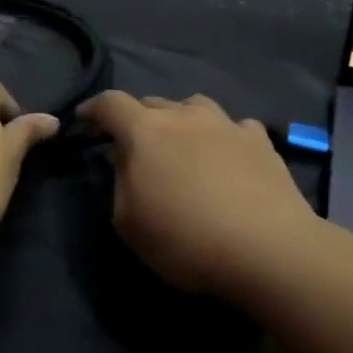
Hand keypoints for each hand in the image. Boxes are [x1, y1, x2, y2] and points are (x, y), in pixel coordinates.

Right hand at [78, 91, 315, 296]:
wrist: (268, 249)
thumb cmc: (185, 239)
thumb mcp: (128, 223)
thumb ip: (119, 183)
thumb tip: (123, 160)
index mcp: (145, 131)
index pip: (110, 103)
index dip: (93, 109)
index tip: (84, 120)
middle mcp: (185, 115)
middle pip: (152, 103)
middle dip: (136, 119)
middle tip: (134, 146)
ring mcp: (226, 124)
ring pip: (194, 106)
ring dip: (181, 120)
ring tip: (183, 145)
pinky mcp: (260, 141)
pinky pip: (234, 127)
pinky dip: (223, 137)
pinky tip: (228, 156)